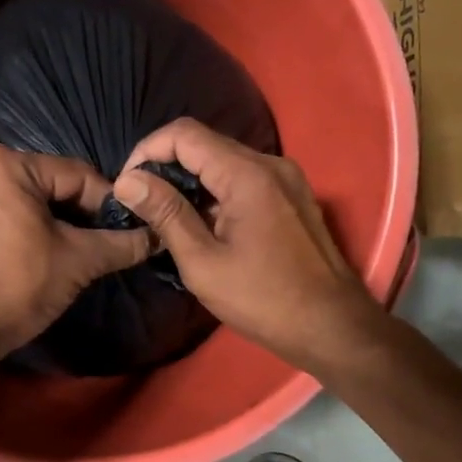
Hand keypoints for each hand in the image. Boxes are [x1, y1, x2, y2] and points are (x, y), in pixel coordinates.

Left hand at [0, 146, 152, 359]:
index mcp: (6, 162)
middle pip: (49, 182)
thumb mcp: (79, 260)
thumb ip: (121, 243)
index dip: (107, 204)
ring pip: (25, 195)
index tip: (128, 229)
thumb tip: (157, 237)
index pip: (76, 175)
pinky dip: (22, 222)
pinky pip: (0, 208)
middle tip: (101, 240)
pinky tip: (37, 247)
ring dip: (52, 217)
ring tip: (73, 247)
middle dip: (78, 211)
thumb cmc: (18, 285)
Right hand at [111, 119, 384, 375]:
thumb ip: (166, 214)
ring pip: (223, 161)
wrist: (334, 327)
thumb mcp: (203, 263)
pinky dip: (215, 192)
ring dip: (190, 181)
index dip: (147, 151)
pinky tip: (204, 226)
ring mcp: (286, 178)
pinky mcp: (292, 196)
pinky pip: (243, 178)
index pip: (184, 134)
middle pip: (204, 143)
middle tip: (142, 205)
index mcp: (247, 174)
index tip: (128, 186)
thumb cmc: (264, 300)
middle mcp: (270, 163)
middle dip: (165, 167)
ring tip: (168, 219)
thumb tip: (127, 180)